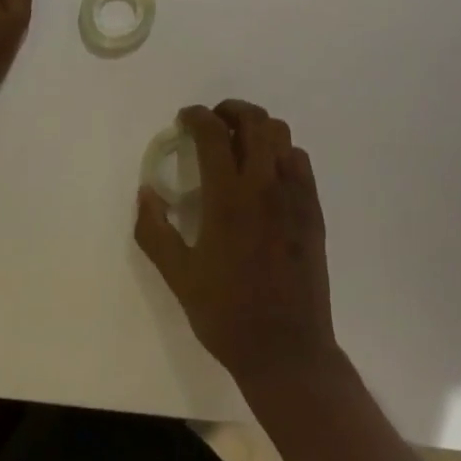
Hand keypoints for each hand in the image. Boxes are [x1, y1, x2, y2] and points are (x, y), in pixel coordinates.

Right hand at [134, 100, 342, 392]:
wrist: (287, 349)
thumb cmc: (226, 314)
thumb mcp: (178, 276)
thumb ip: (154, 230)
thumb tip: (146, 192)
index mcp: (229, 198)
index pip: (214, 134)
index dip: (197, 116)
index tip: (185, 118)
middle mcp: (265, 186)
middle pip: (255, 121)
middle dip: (231, 110)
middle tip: (213, 122)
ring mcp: (295, 195)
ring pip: (282, 135)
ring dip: (257, 127)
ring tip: (239, 143)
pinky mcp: (313, 210)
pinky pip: (300, 161)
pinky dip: (281, 152)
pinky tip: (267, 173)